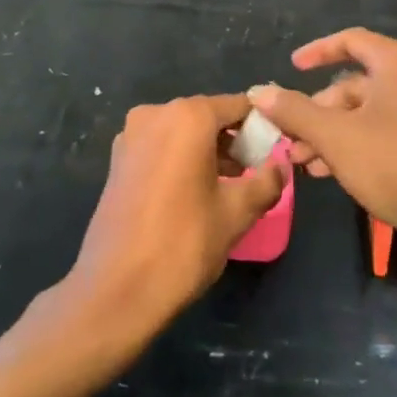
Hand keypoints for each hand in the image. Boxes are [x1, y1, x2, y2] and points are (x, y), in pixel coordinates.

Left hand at [66, 95, 287, 342]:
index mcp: (188, 116)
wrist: (115, 290)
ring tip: (230, 186)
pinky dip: (182, 159)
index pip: (238, 106)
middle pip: (208, 116)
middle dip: (234, 140)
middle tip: (256, 172)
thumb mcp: (237, 213)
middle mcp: (156, 114)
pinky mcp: (117, 160)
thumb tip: (281, 167)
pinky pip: (161, 147)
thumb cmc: (183, 243)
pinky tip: (196, 193)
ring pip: (183, 132)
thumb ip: (267, 182)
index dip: (261, 126)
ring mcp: (131, 136)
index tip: (277, 150)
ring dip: (208, 151)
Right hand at [249, 30, 396, 252]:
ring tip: (302, 163)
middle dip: (316, 110)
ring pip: (365, 113)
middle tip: (289, 136)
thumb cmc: (395, 163)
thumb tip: (258, 92)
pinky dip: (353, 145)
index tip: (290, 68)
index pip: (350, 41)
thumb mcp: (335, 136)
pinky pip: (381, 132)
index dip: (316, 51)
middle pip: (353, 83)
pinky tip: (331, 173)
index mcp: (396, 63)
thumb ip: (294, 111)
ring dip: (330, 133)